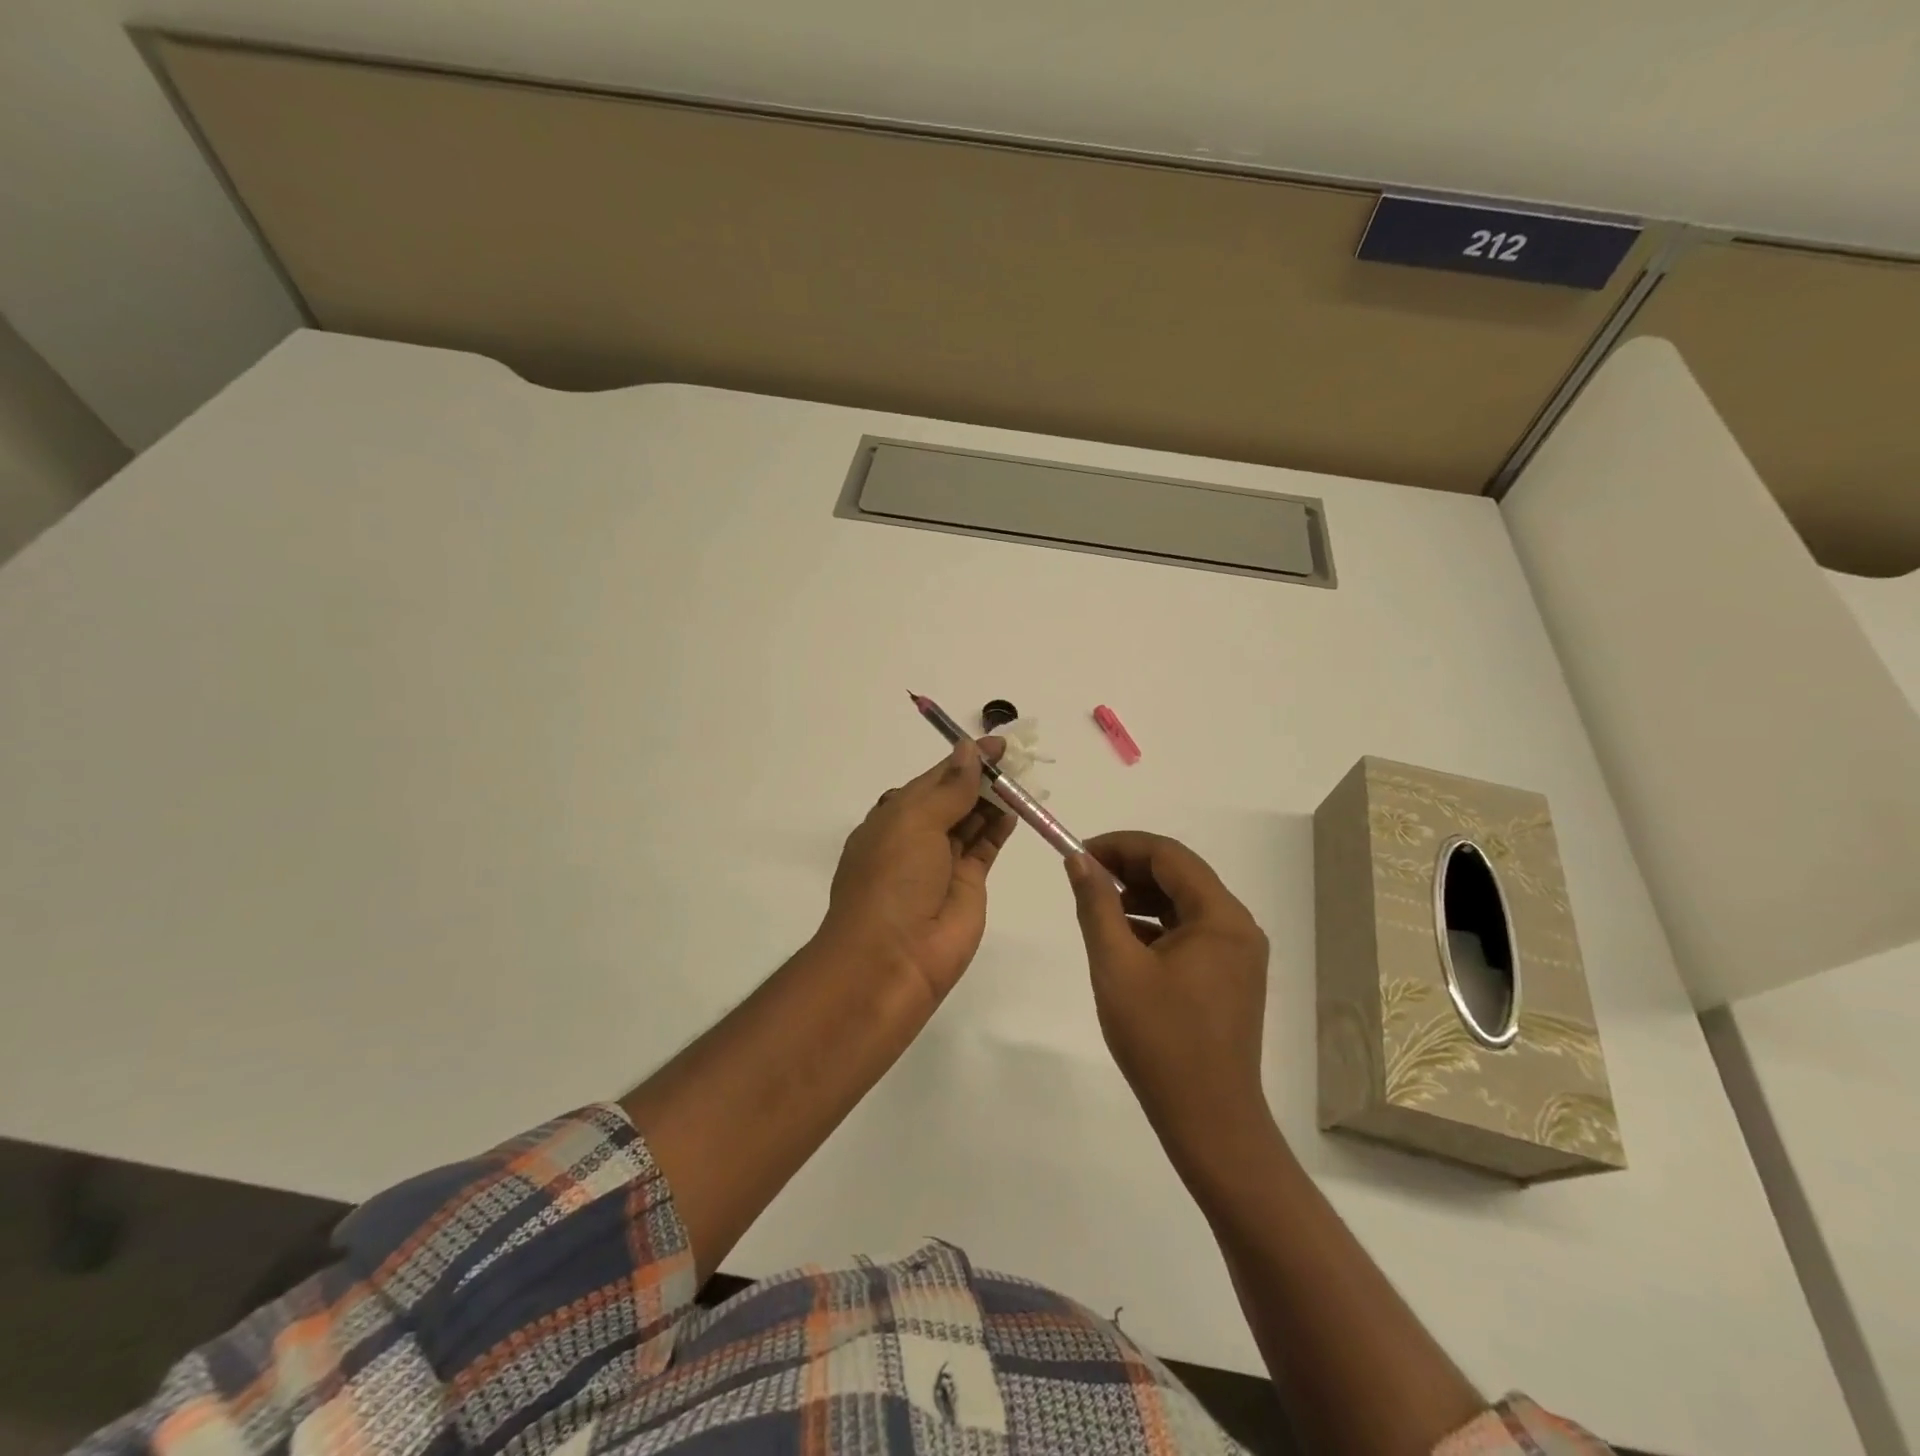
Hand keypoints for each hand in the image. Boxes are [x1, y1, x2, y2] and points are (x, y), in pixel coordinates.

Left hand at [821, 737, 1017, 1005]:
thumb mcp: (913, 822)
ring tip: (1022, 777)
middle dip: (980, 778)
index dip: (962, 759)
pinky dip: (1000, 827)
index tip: (996, 743)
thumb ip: (949, 788)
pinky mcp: (968, 885)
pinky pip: (986, 847)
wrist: (891, 959)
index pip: (933, 779)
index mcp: (893, 817)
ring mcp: (943, 863)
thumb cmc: (891, 880)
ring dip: (993, 799)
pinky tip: (1016, 808)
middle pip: (954, 798)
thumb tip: (969, 751)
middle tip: (1016, 758)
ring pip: (972, 821)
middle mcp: (917, 837)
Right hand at [1064, 832, 1272, 1160]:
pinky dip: (1156, 926)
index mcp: (1220, 917)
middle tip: (1084, 878)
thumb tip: (1079, 860)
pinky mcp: (1231, 978)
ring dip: (1141, 897)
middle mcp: (1238, 927)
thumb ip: (1096, 905)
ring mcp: (1239, 954)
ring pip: (1184, 904)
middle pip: (1179, 875)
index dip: (1120, 846)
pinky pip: (1191, 933)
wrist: (1210, 1122)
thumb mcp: (1116, 965)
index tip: (1079, 854)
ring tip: (1099, 910)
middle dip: (1129, 869)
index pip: (1168, 855)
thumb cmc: (1160, 1040)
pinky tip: (1125, 943)